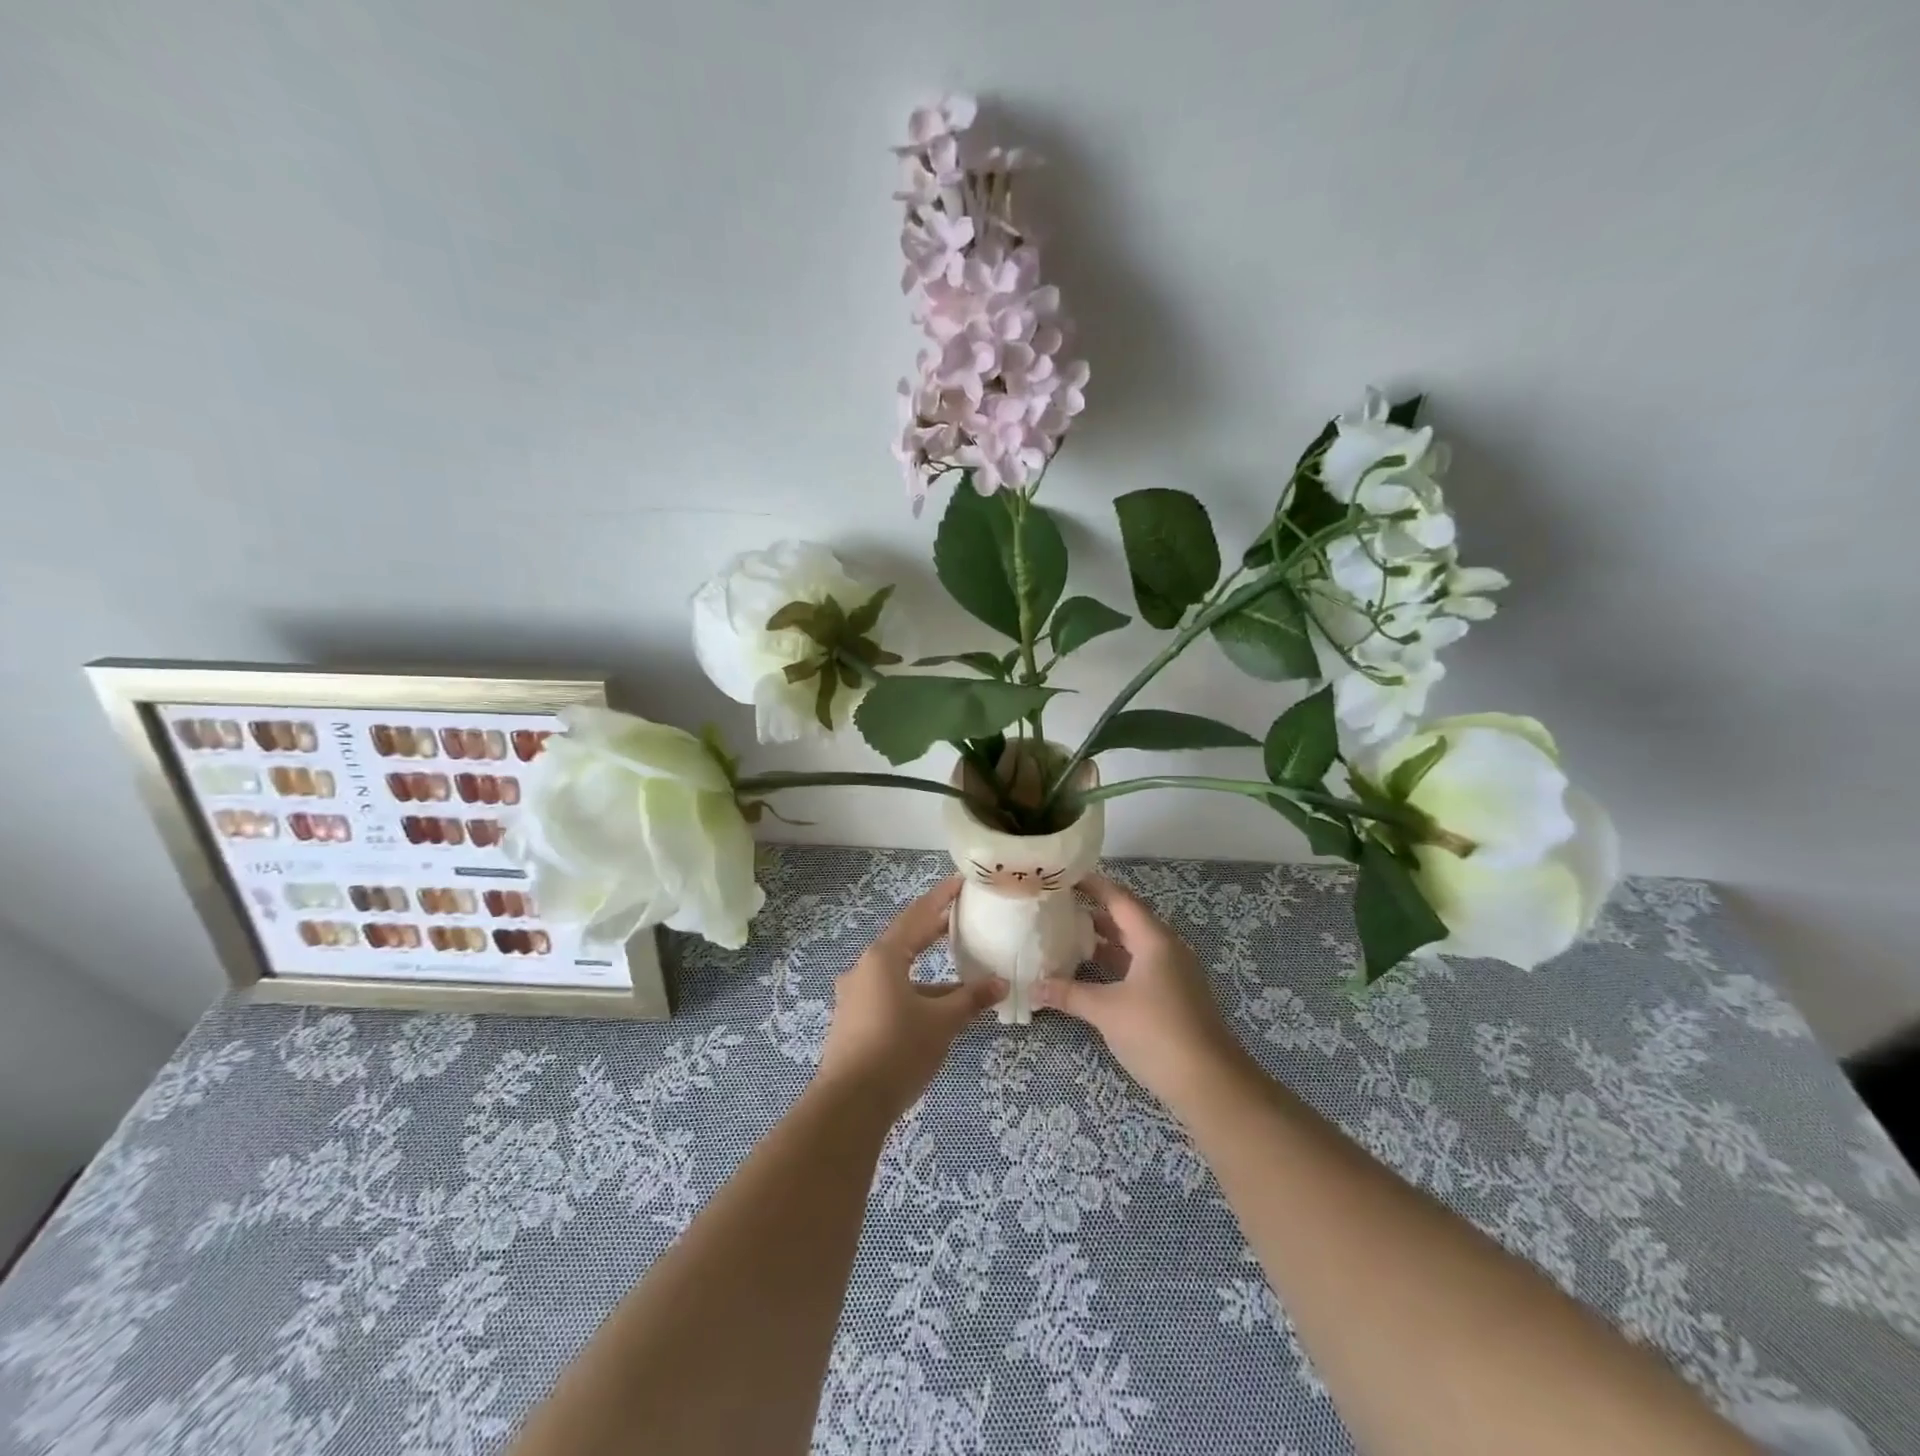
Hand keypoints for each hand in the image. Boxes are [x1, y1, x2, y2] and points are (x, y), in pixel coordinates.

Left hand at [816, 876, 1006, 1116]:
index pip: (917, 916)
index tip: (961, 882)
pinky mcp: (853, 1020)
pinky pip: (889, 992)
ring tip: (960, 970)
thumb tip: (1000, 984)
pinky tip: (936, 1007)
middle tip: (963, 918)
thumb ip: (971, 999)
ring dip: (927, 969)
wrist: (849, 1105)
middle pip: (904, 940)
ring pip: (897, 971)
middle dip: (934, 930)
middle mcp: (864, 969)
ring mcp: (855, 995)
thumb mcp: (941, 1022)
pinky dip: (914, 990)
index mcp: (883, 958)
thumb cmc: (898, 1050)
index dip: (941, 898)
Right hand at [1033, 873, 1252, 1115]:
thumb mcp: (1107, 1010)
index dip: (1093, 885)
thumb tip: (1033, 988)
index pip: (1119, 899)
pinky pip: (1138, 967)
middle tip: (1057, 906)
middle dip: (1093, 912)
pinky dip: (1114, 964)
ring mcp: (1172, 973)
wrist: (1210, 1083)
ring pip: (1132, 945)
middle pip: (1126, 920)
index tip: (1064, 875)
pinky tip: (1090, 973)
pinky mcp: (1173, 996)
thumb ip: (1069, 994)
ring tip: (1066, 936)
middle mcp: (1166, 948)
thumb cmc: (1157, 1033)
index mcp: (1154, 939)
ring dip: (1103, 940)